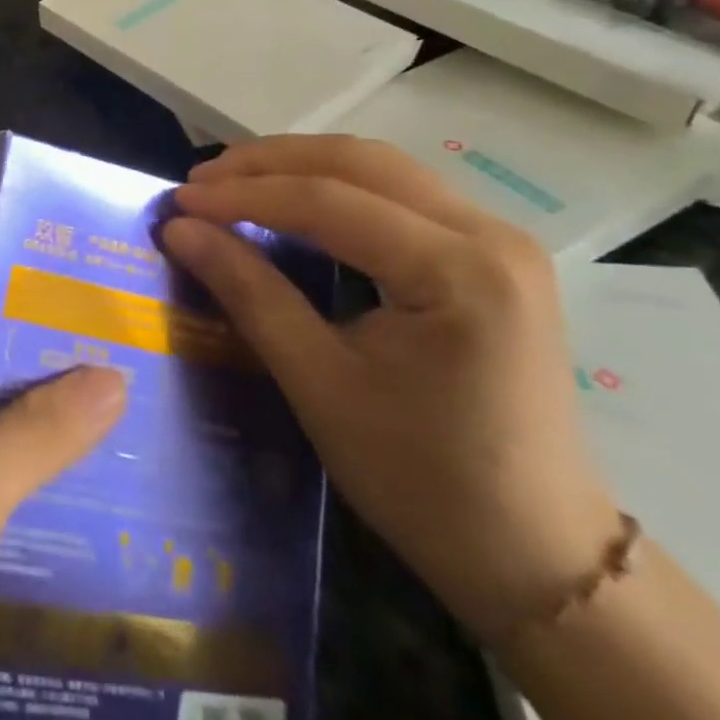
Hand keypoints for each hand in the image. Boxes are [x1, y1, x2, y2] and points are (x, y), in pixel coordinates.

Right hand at [162, 135, 617, 639]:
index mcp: (460, 272)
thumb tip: (181, 229)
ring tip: (235, 181)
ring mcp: (500, 239)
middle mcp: (491, 235)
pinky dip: (337, 185)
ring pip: (381, 167)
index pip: (329, 202)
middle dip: (269, 163)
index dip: (245, 195)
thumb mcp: (320, 385)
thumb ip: (250, 293)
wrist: (538, 556)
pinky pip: (401, 192)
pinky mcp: (494, 253)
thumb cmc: (424, 482)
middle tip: (201, 181)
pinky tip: (295, 199)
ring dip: (301, 165)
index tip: (181, 200)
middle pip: (360, 162)